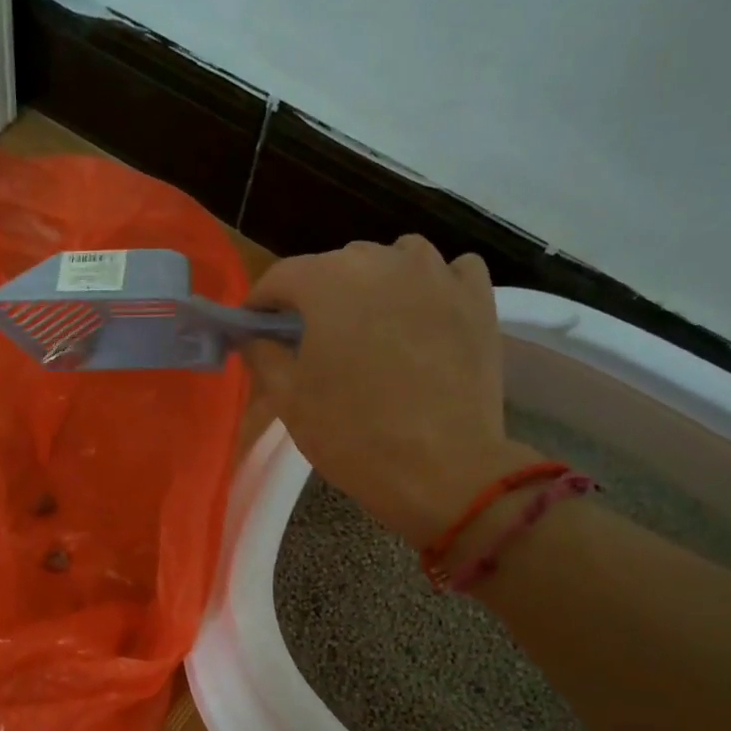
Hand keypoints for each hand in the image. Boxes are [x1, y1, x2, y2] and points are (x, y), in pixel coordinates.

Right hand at [244, 236, 530, 545]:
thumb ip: (262, 355)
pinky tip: (425, 315)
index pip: (281, 276)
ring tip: (371, 324)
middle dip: (317, 297)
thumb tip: (255, 336)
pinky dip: (432, 286)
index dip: (260, 303)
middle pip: (336, 265)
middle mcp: (383, 260)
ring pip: (394, 259)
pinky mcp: (477, 297)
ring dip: (374, 284)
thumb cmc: (354, 436)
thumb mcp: (289, 401)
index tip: (253, 329)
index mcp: (329, 281)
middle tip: (312, 340)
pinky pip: (449, 271)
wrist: (443, 471)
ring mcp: (437, 274)